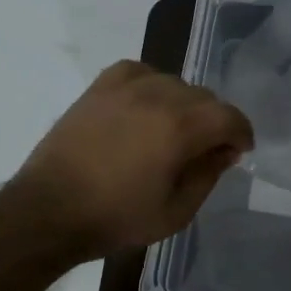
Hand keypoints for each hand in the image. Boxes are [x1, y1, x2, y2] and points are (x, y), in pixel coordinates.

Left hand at [8, 61, 254, 258]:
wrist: (49, 211)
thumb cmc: (116, 219)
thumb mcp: (176, 212)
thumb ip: (208, 175)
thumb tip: (224, 150)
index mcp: (180, 128)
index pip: (229, 116)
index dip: (241, 133)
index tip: (239, 151)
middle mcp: (157, 96)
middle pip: (204, 97)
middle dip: (213, 122)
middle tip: (204, 150)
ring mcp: (125, 87)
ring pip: (174, 83)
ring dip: (183, 105)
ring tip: (171, 131)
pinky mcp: (99, 88)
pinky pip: (139, 72)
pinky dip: (151, 86)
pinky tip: (144, 108)